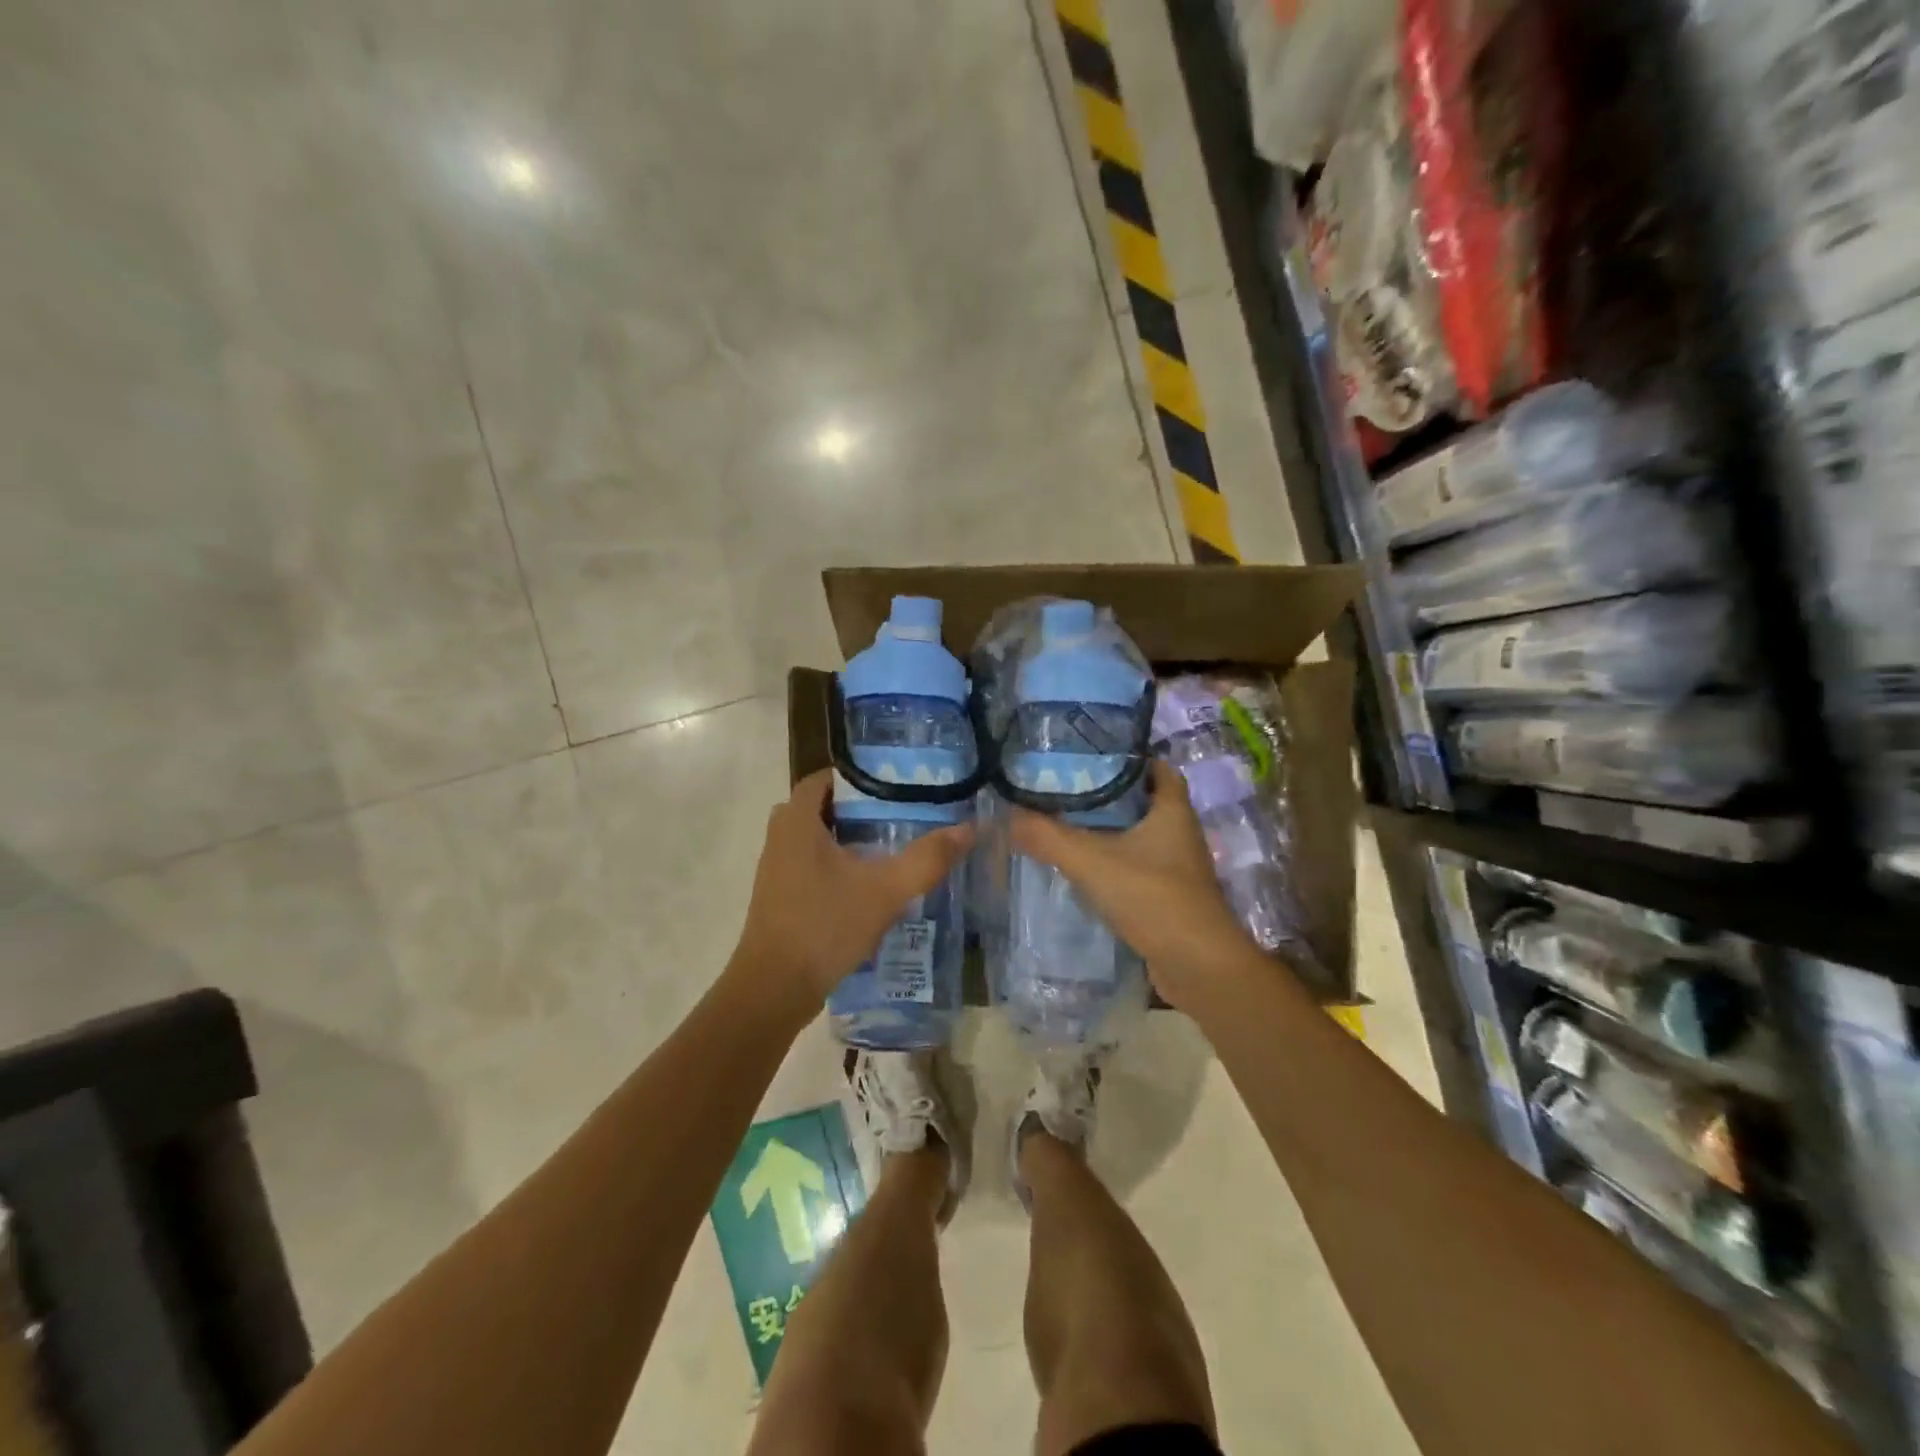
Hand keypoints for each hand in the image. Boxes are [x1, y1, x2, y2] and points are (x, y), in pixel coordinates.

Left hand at [732, 770, 973, 1024]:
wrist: (774, 989)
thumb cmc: (825, 926)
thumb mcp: (885, 890)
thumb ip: (927, 858)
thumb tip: (969, 828)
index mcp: (796, 821)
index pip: (824, 778)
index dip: (858, 776)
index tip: (895, 784)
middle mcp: (780, 838)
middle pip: (821, 807)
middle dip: (858, 809)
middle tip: (898, 815)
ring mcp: (775, 870)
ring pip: (815, 839)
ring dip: (848, 840)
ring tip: (891, 846)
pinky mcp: (779, 897)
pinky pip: (810, 865)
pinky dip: (836, 865)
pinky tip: (869, 885)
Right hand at [1009, 761, 1257, 1010]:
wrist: (1197, 966)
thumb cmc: (1152, 898)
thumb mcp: (1091, 861)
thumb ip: (1048, 837)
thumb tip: (1008, 815)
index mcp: (1173, 810)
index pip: (1157, 767)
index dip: (1128, 757)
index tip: (1091, 754)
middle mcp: (1180, 832)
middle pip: (1145, 801)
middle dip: (1109, 794)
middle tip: (1066, 788)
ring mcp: (1178, 867)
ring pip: (1140, 836)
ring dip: (1110, 830)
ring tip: (1066, 823)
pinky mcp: (1170, 896)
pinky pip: (1139, 867)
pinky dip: (1114, 862)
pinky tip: (1084, 868)